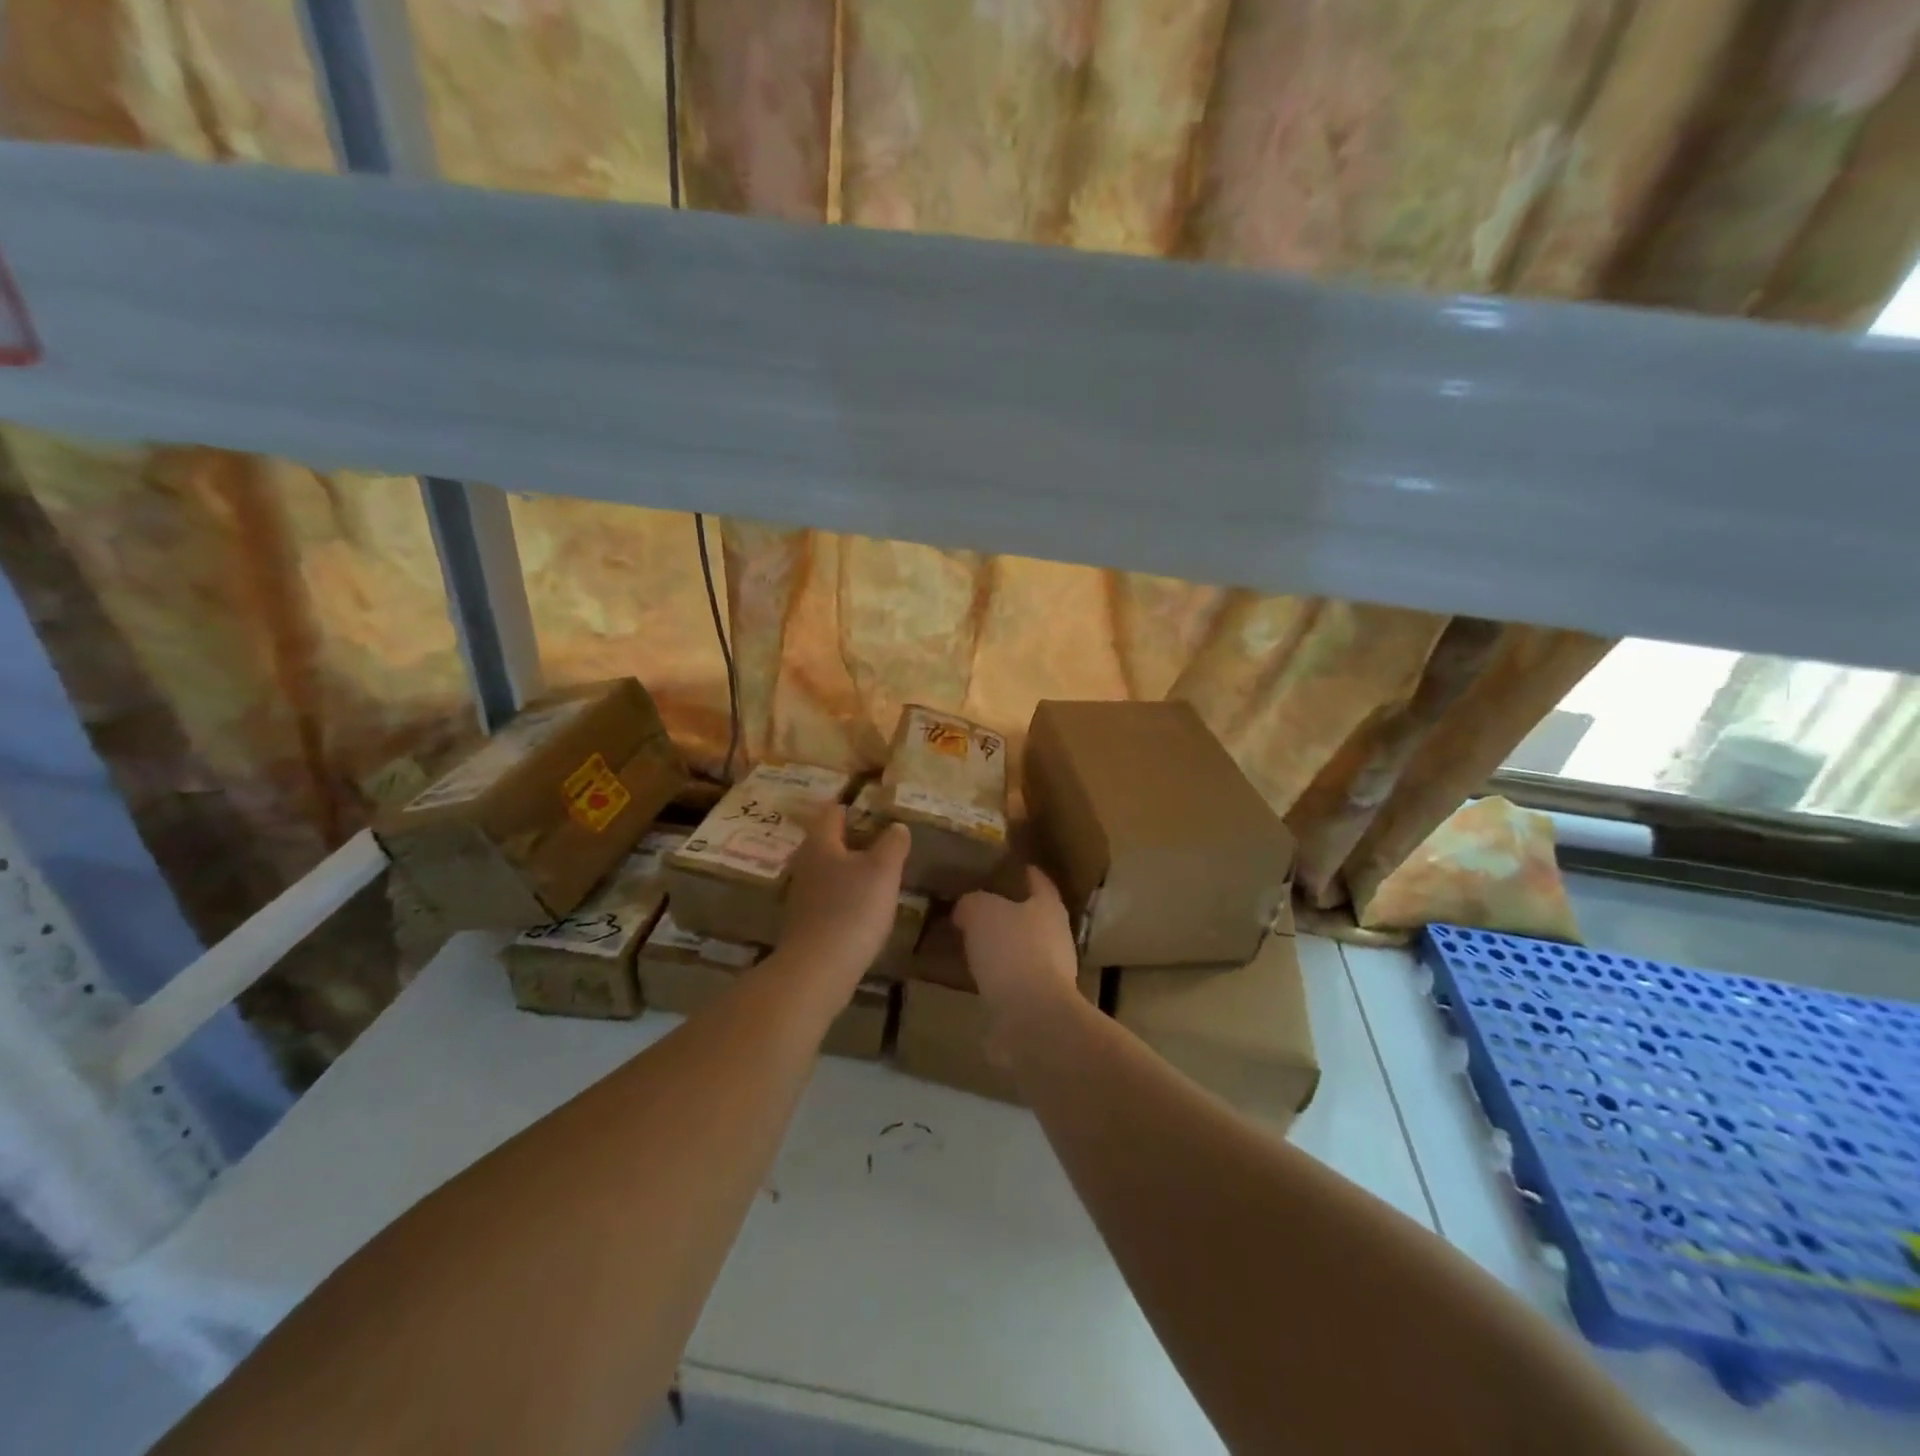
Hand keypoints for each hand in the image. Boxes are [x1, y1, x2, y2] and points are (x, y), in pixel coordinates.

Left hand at [779, 805, 910, 990]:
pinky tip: (864, 905)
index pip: (833, 812)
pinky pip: (829, 897)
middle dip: (853, 838)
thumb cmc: (852, 909)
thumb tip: (897, 826)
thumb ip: (892, 843)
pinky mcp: (806, 922)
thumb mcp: (883, 870)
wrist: (818, 969)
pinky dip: (846, 894)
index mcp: (821, 843)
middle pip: (828, 841)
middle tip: (883, 839)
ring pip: (829, 870)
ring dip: (850, 868)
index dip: (852, 806)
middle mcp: (806, 863)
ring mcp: (803, 894)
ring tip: (879, 872)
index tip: (875, 806)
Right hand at [952, 866, 1079, 1018]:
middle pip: (1033, 916)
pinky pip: (1013, 980)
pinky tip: (975, 975)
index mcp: (1049, 906)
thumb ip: (972, 903)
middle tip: (979, 905)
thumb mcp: (981, 911)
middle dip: (1010, 911)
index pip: (1039, 881)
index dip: (1025, 872)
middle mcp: (1056, 936)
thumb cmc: (1012, 950)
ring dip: (1002, 946)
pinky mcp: (1038, 1003)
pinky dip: (997, 976)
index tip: (1010, 866)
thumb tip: (966, 908)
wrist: (1031, 1017)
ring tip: (973, 941)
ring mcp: (1051, 973)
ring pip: (1022, 949)